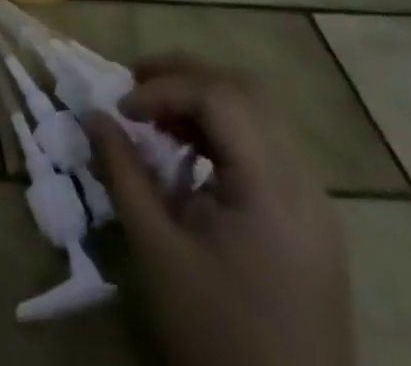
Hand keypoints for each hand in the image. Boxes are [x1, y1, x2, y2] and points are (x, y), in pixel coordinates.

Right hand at [86, 54, 353, 365]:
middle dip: (184, 75)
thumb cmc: (218, 335)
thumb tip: (95, 115)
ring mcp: (316, 204)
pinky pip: (267, 147)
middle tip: (135, 84)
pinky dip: (224, 131)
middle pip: (246, 91)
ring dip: (203, 100)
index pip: (219, 97)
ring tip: (156, 116)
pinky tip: (190, 153)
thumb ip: (124, 173)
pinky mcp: (312, 223)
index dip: (164, 88)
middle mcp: (305, 184)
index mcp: (273, 190)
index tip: (122, 110)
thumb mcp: (158, 252)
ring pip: (260, 114)